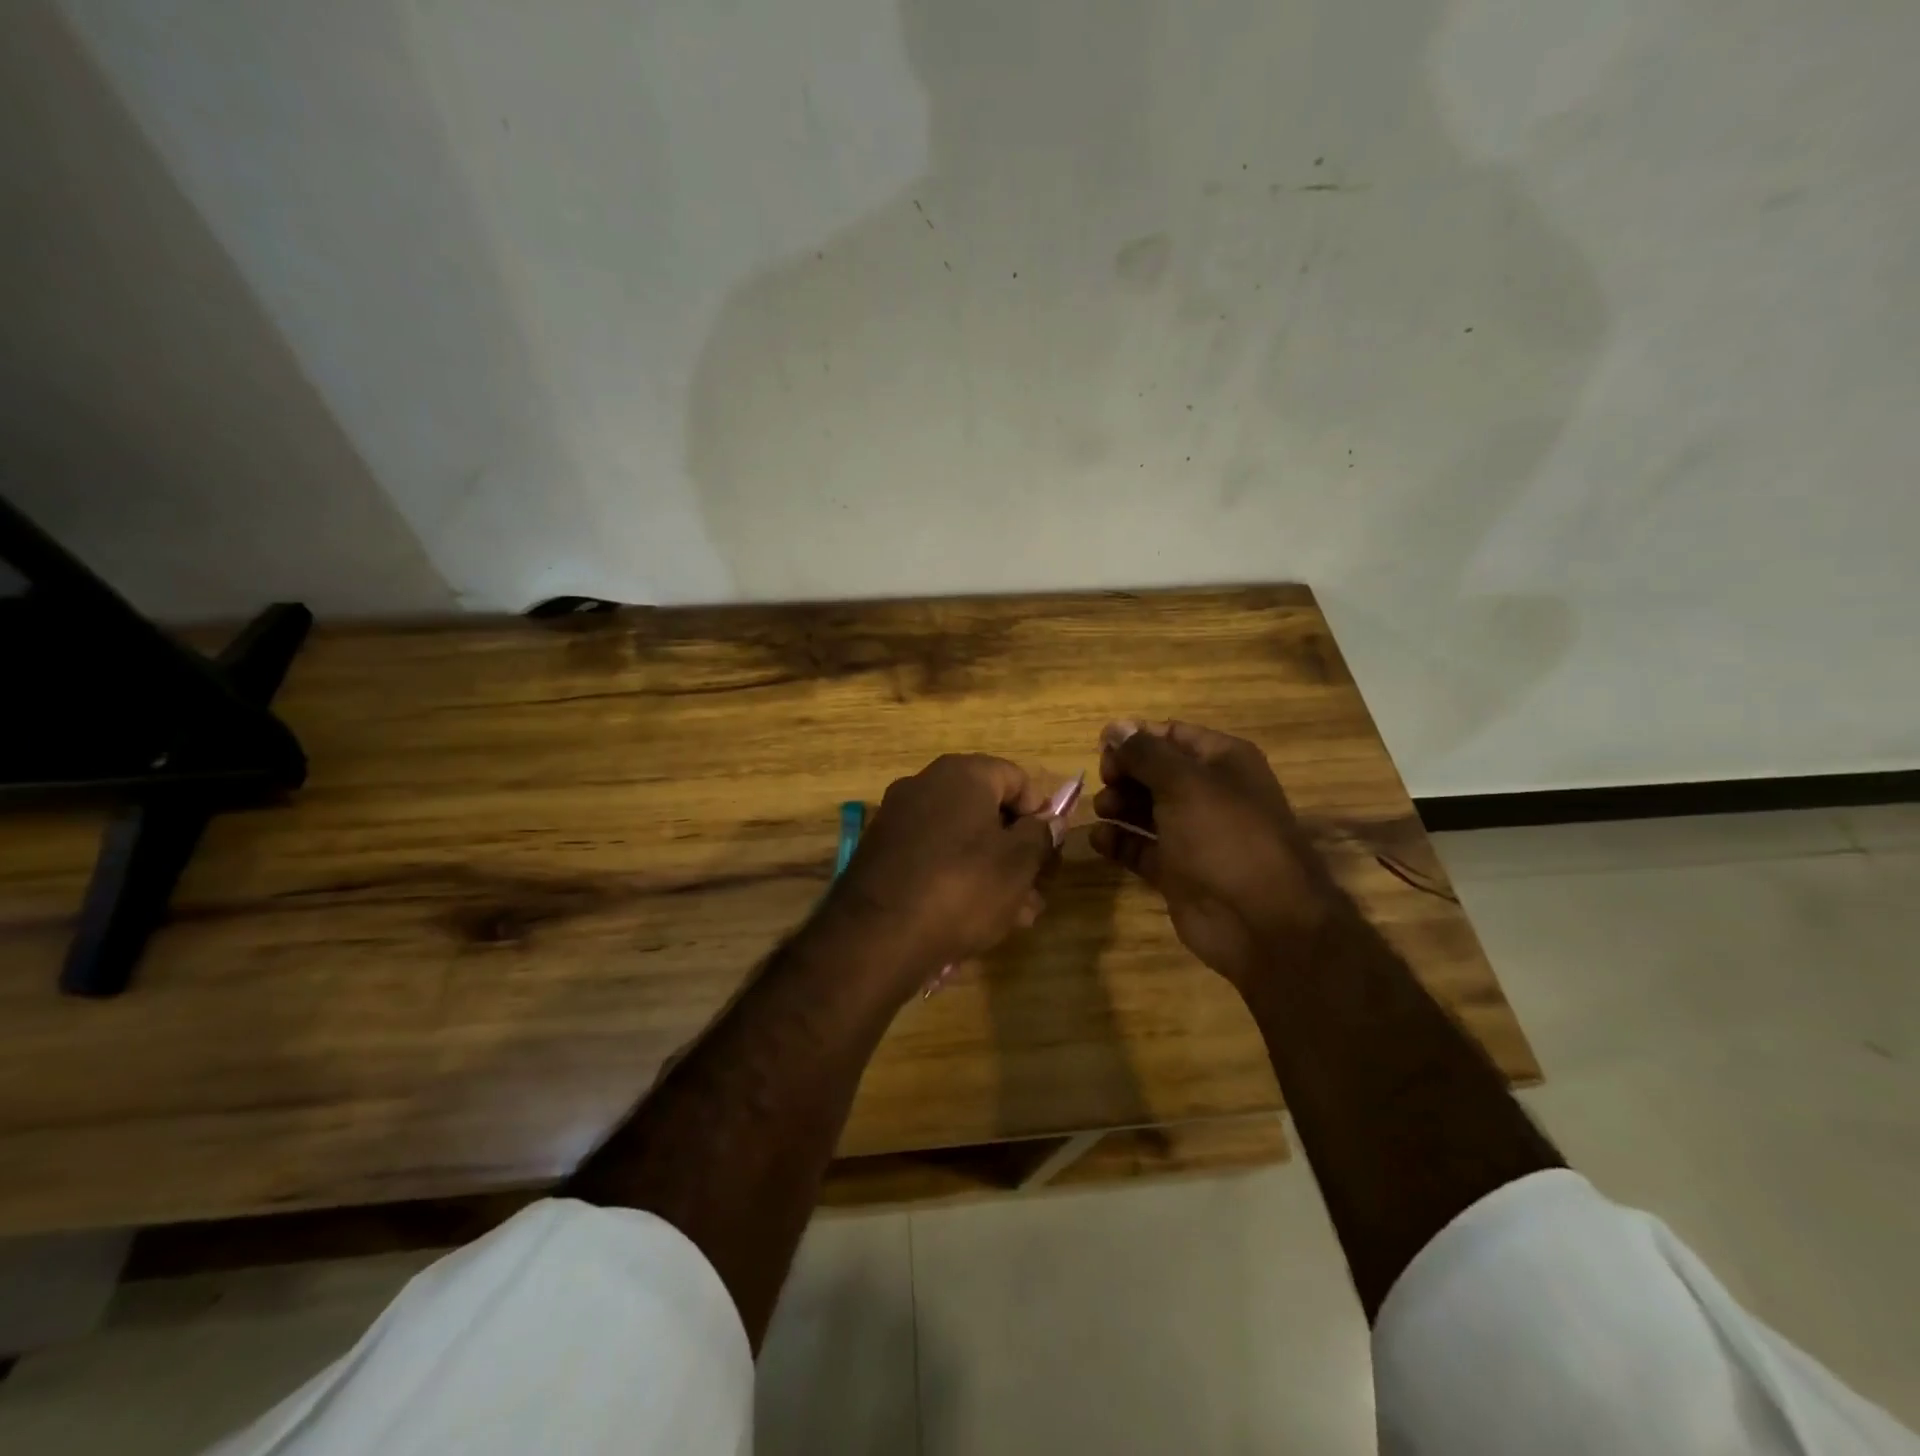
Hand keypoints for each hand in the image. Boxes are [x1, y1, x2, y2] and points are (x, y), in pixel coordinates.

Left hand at [824, 754, 1057, 994]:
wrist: (876, 936)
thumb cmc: (961, 888)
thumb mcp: (1018, 863)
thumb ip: (1041, 836)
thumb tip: (1050, 821)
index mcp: (962, 774)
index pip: (1016, 778)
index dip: (1041, 813)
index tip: (1050, 851)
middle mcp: (925, 785)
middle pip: (987, 810)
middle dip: (1017, 850)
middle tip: (1036, 889)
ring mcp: (898, 819)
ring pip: (961, 839)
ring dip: (992, 871)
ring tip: (1016, 916)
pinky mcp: (882, 853)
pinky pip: (933, 857)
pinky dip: (957, 879)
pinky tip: (975, 918)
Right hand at [1089, 720, 1335, 987]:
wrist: (1261, 921)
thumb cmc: (1225, 837)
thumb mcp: (1184, 783)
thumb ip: (1145, 753)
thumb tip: (1115, 728)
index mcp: (1223, 762)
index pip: (1173, 735)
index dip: (1137, 737)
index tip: (1102, 746)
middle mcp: (1209, 794)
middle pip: (1155, 771)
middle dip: (1125, 772)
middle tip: (1104, 782)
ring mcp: (1193, 835)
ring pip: (1145, 809)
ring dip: (1118, 804)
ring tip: (1102, 809)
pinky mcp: (1177, 871)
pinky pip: (1141, 848)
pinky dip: (1119, 841)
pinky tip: (1099, 839)